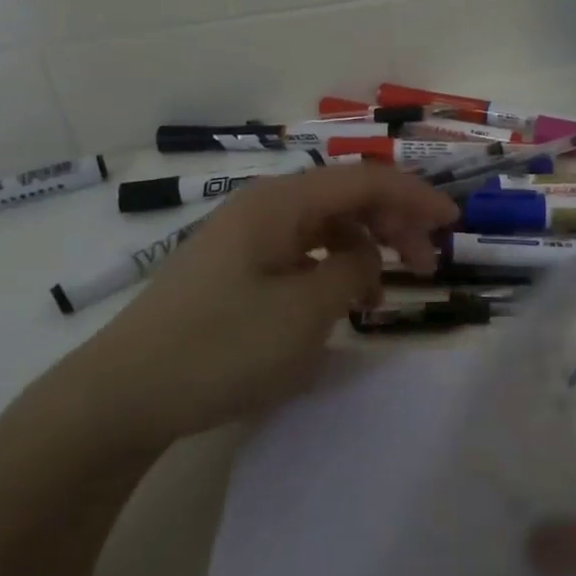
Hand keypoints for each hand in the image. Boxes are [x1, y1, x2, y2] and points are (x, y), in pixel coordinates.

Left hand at [69, 164, 456, 450]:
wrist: (121, 395)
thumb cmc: (220, 347)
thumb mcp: (304, 311)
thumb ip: (352, 270)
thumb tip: (366, 253)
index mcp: (281, 202)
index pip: (365, 180)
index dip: (415, 196)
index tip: (454, 222)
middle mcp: (263, 206)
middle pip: (345, 197)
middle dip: (393, 223)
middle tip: (427, 265)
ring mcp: (244, 236)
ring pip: (323, 224)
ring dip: (363, 247)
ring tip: (381, 293)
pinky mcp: (233, 267)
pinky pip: (299, 250)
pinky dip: (330, 267)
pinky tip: (338, 299)